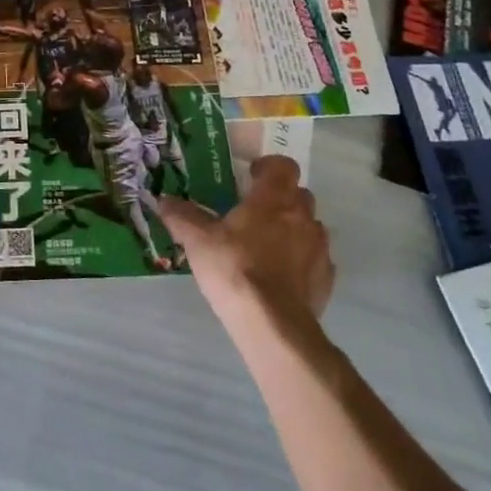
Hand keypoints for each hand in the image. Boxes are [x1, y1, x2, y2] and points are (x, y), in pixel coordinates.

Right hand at [156, 155, 334, 328]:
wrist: (273, 325)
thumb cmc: (234, 269)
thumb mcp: (197, 240)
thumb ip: (181, 216)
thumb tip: (164, 200)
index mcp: (273, 198)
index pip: (283, 165)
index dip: (268, 166)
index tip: (249, 176)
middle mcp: (302, 216)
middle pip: (299, 194)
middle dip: (279, 198)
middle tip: (253, 211)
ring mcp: (319, 248)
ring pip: (309, 226)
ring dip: (292, 228)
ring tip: (266, 245)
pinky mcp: (326, 278)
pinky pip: (315, 258)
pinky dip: (300, 259)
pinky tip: (279, 276)